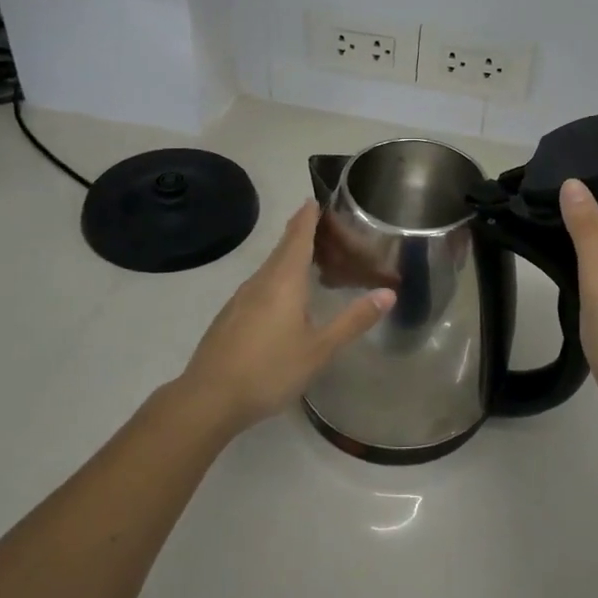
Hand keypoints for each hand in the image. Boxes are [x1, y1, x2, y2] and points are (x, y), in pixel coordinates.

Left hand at [175, 202, 394, 432]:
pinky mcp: (230, 316)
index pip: (298, 236)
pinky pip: (260, 284)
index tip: (317, 199)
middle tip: (327, 229)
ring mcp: (241, 298)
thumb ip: (353, 320)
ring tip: (313, 260)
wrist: (208, 398)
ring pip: (270, 267)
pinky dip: (278, 278)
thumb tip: (388, 293)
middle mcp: (260, 281)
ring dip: (291, 257)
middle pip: (283, 247)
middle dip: (302, 233)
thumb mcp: (320, 349)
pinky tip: (285, 298)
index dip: (309, 216)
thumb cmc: (269, 370)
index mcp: (284, 280)